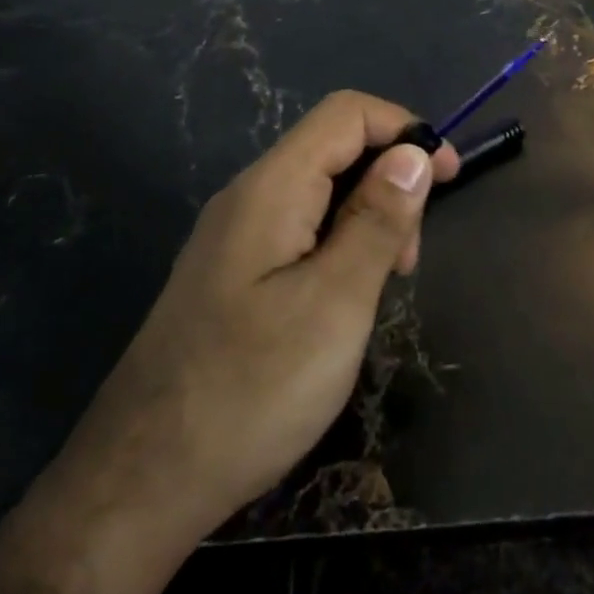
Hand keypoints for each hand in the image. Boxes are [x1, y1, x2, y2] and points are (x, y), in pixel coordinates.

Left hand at [46, 91, 460, 542]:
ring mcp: (233, 238)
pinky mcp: (230, 275)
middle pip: (332, 150)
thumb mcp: (336, 303)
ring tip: (385, 286)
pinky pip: (297, 233)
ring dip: (367, 219)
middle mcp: (247, 198)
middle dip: (389, 181)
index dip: (404, 129)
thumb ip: (377, 221)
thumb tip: (414, 153)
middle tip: (411, 259)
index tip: (450, 176)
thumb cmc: (252, 389)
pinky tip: (345, 301)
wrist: (142, 480)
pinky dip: (338, 247)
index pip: (346, 114)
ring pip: (318, 194)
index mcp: (271, 189)